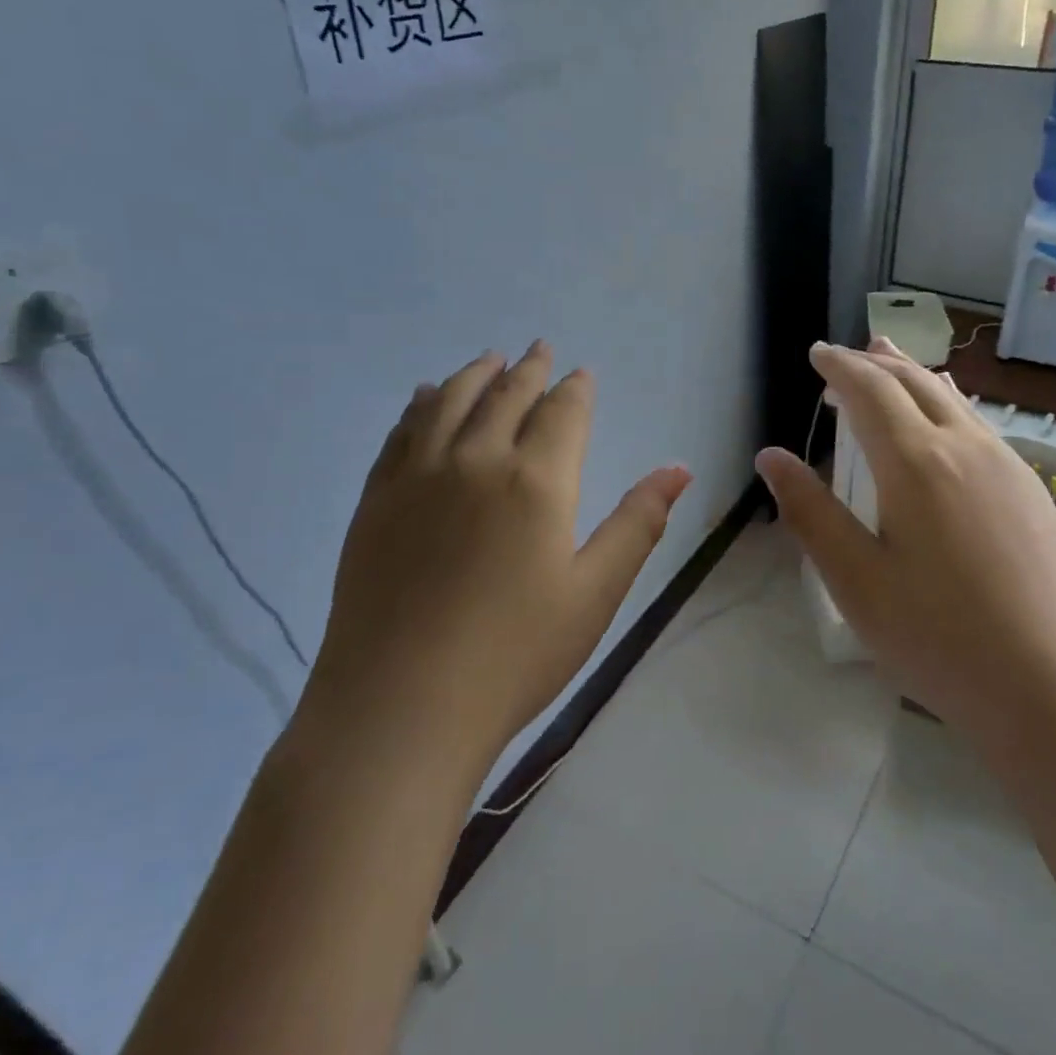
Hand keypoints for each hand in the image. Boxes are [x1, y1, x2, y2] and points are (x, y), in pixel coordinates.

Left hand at [304, 342, 691, 780]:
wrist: (400, 705)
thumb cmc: (515, 655)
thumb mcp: (595, 593)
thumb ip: (637, 523)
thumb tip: (679, 469)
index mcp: (537, 480)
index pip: (562, 413)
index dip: (576, 389)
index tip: (582, 373)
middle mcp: (476, 459)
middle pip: (506, 395)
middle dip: (529, 369)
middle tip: (540, 349)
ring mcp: (418, 475)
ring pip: (449, 400)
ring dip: (474, 374)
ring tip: (489, 359)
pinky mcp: (377, 499)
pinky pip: (402, 431)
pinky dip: (421, 404)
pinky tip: (426, 397)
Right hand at [756, 338, 1055, 739]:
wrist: (1055, 687)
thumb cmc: (939, 638)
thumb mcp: (856, 581)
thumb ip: (810, 511)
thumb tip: (771, 456)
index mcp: (916, 462)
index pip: (870, 390)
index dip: (839, 366)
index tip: (817, 354)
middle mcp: (966, 446)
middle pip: (914, 382)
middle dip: (875, 362)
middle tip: (845, 357)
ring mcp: (1008, 465)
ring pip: (953, 399)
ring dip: (913, 377)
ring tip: (890, 363)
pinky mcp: (1032, 490)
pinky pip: (979, 424)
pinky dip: (946, 404)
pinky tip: (944, 423)